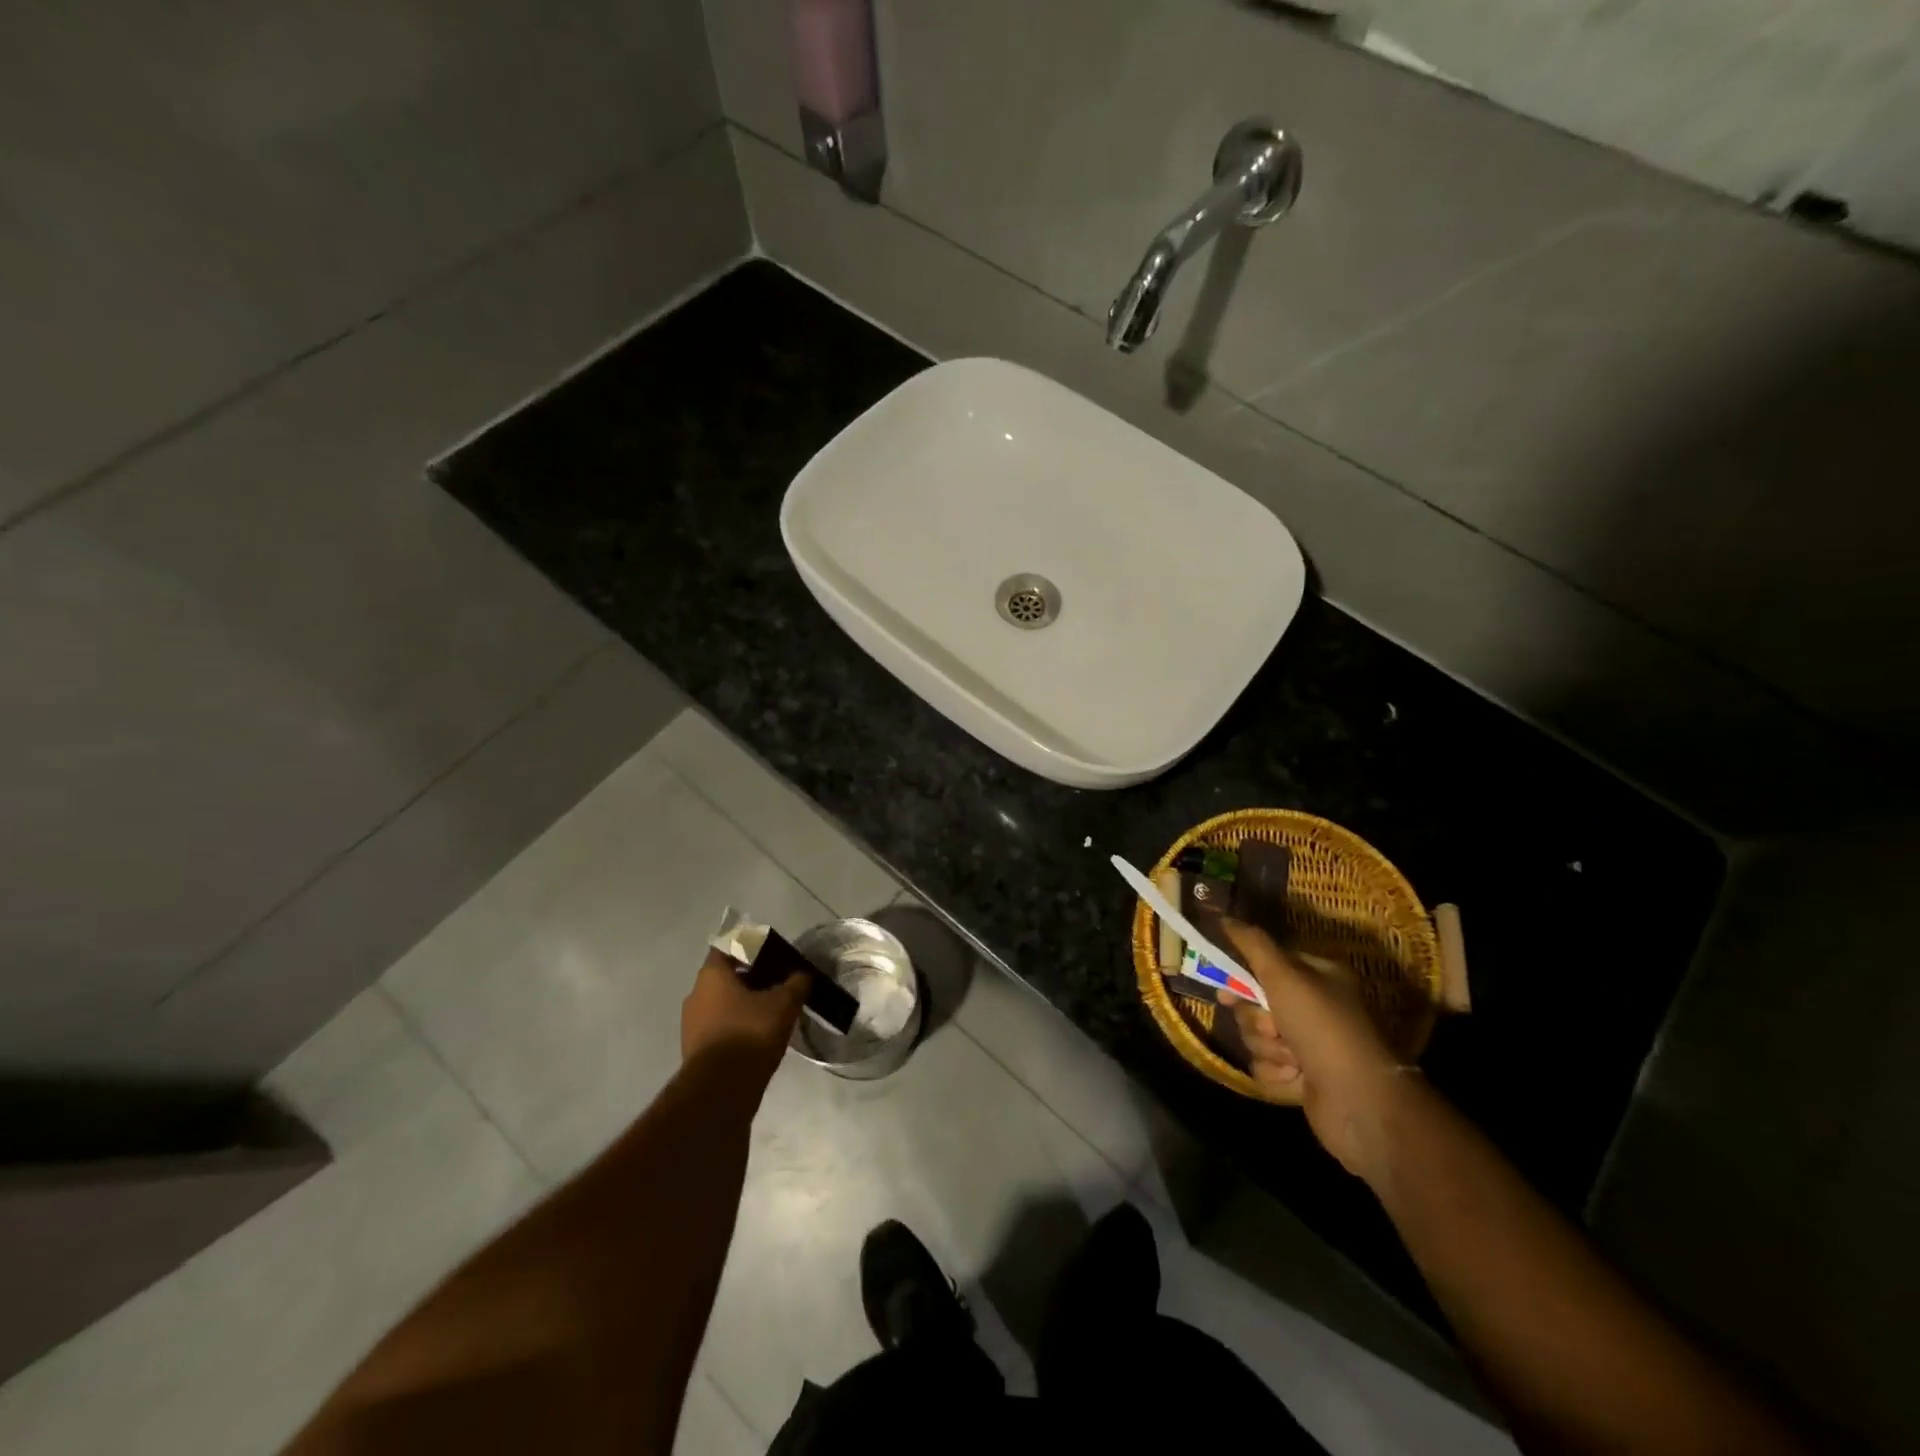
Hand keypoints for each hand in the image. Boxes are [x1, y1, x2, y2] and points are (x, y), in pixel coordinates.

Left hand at [681, 949, 807, 1081]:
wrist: (721, 1089)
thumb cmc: (750, 1032)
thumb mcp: (784, 1003)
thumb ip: (796, 983)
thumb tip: (804, 974)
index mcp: (712, 975)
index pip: (728, 947)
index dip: (750, 947)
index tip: (771, 954)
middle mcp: (695, 995)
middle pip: (725, 977)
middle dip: (750, 978)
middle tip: (777, 983)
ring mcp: (691, 1024)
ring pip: (721, 1004)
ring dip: (743, 1004)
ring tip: (771, 1011)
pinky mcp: (695, 1050)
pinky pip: (718, 1027)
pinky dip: (736, 1026)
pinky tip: (758, 1036)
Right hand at [1221, 919, 1406, 1180]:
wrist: (1359, 1099)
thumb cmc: (1322, 1027)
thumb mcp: (1284, 974)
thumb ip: (1252, 943)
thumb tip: (1224, 917)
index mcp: (1316, 976)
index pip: (1266, 964)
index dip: (1243, 975)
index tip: (1226, 984)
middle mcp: (1312, 1007)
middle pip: (1254, 1003)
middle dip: (1257, 1019)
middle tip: (1273, 1027)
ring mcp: (1307, 1044)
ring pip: (1256, 1037)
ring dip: (1268, 1048)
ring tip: (1293, 1059)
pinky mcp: (1300, 1077)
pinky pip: (1265, 1068)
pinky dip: (1277, 1074)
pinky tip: (1298, 1079)